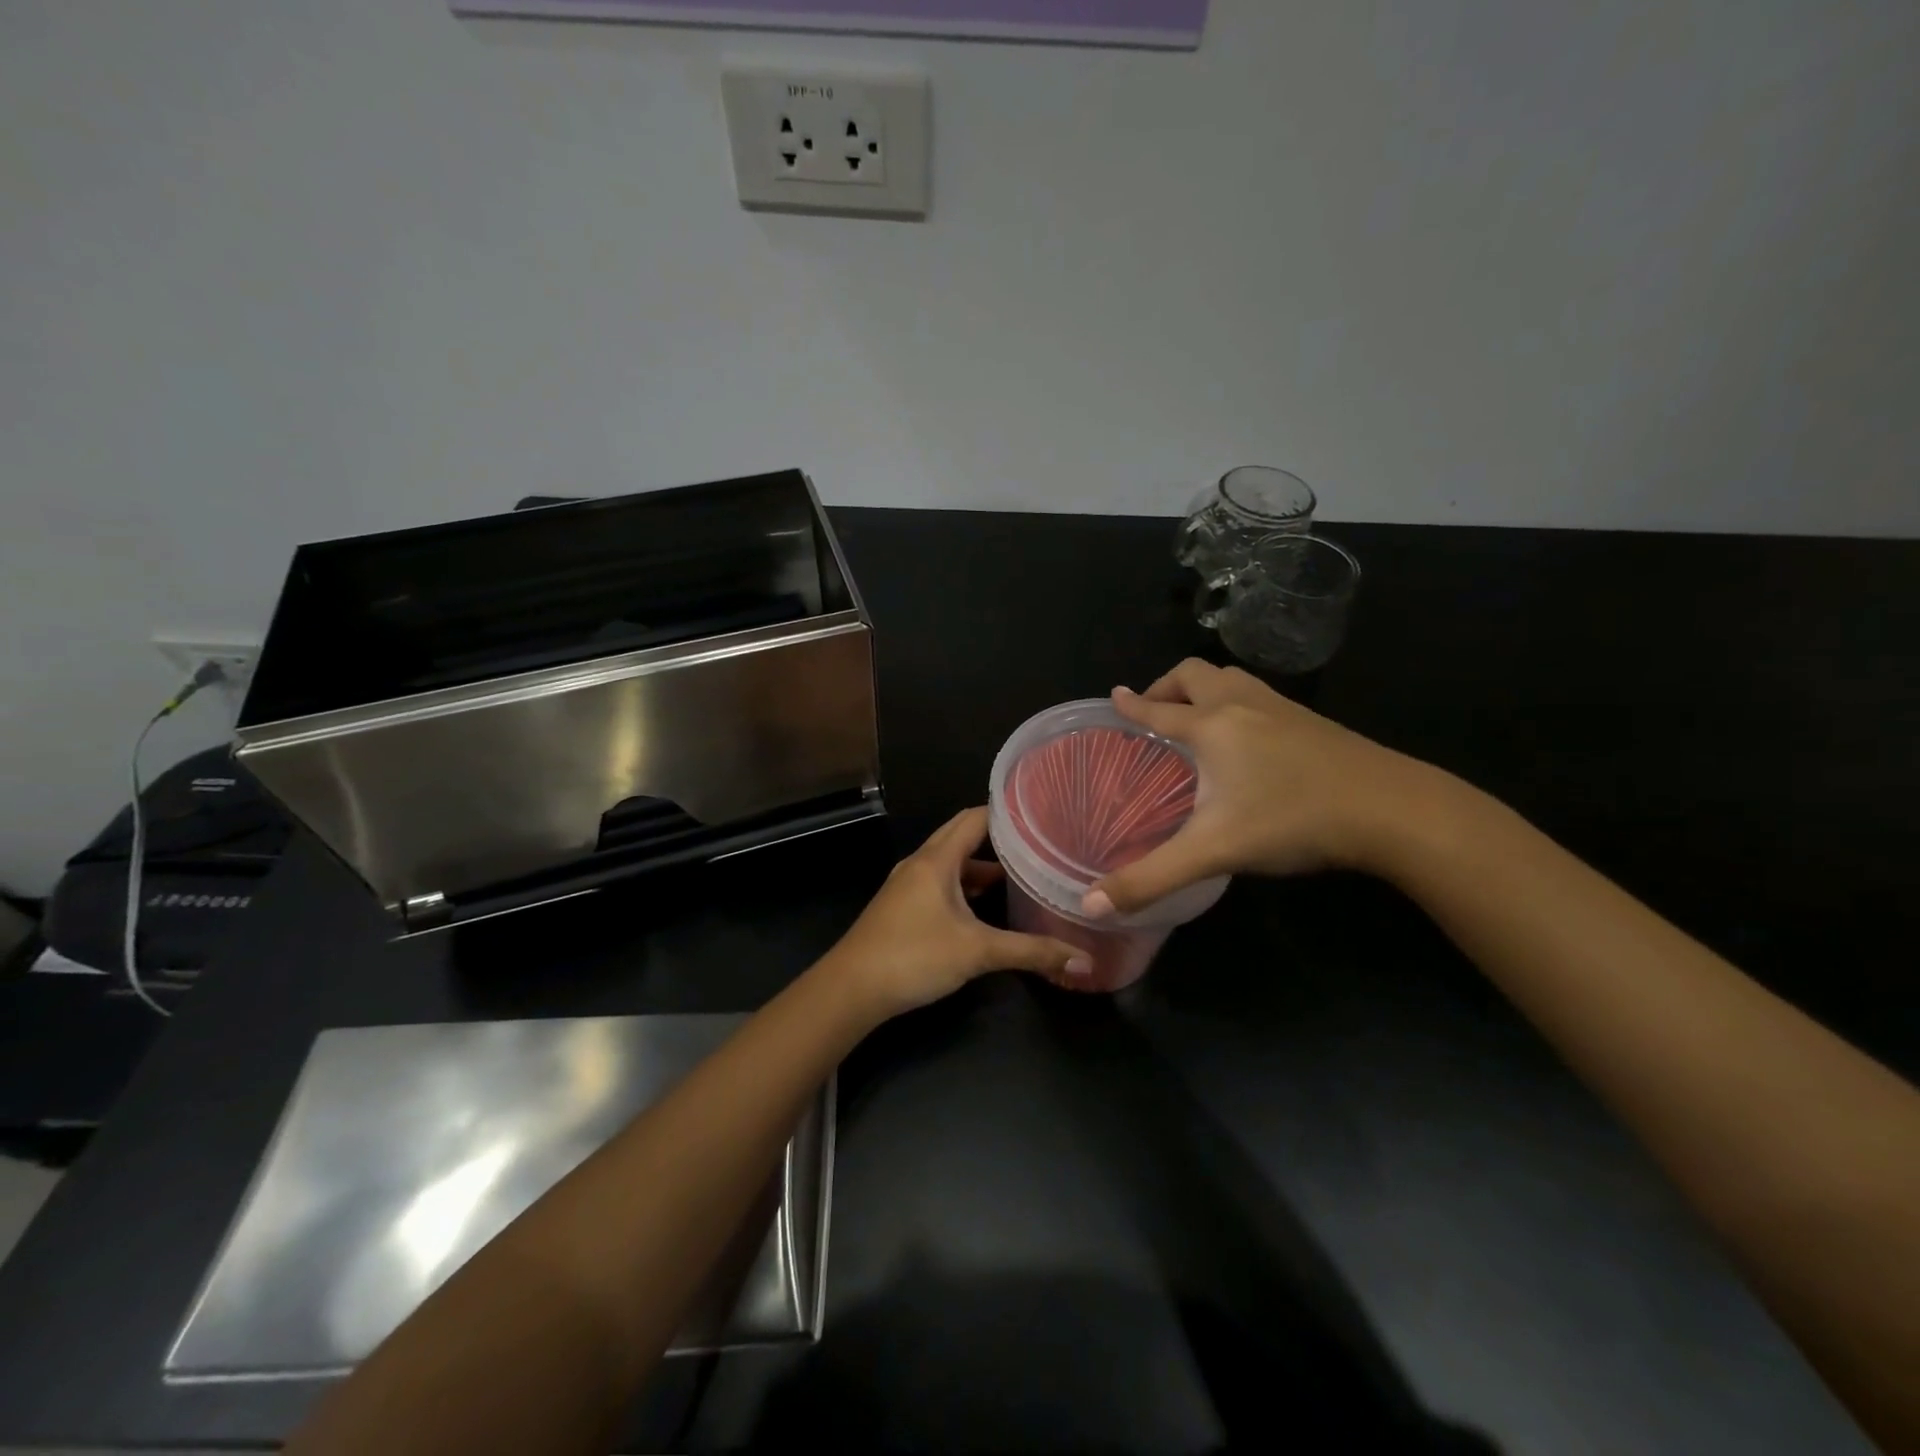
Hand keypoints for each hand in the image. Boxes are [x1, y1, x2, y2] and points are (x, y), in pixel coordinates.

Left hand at [826, 807, 1089, 1017]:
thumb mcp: (978, 953)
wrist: (851, 989)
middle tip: (1038, 842)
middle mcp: (921, 863)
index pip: (976, 818)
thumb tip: (1084, 961)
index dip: (1008, 813)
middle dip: (999, 838)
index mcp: (937, 859)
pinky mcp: (903, 906)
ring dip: (982, 867)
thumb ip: (1031, 952)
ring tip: (1022, 875)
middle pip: (962, 836)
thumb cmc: (914, 956)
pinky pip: (940, 883)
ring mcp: (908, 885)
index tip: (1043, 815)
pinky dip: (965, 887)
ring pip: (951, 863)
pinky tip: (986, 908)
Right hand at [1086, 659, 1447, 914]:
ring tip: (1195, 717)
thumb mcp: (1213, 852)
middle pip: (1195, 675)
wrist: (1392, 809)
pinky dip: (1237, 702)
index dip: (1132, 705)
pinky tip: (1248, 738)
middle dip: (1166, 686)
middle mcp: (1243, 706)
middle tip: (1153, 711)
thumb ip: (1150, 879)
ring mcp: (1282, 709)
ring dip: (1205, 688)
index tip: (1114, 696)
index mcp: (1212, 727)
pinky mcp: (1312, 722)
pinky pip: (1260, 696)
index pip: (1159, 710)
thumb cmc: (1293, 820)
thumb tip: (1090, 907)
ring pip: (1232, 678)